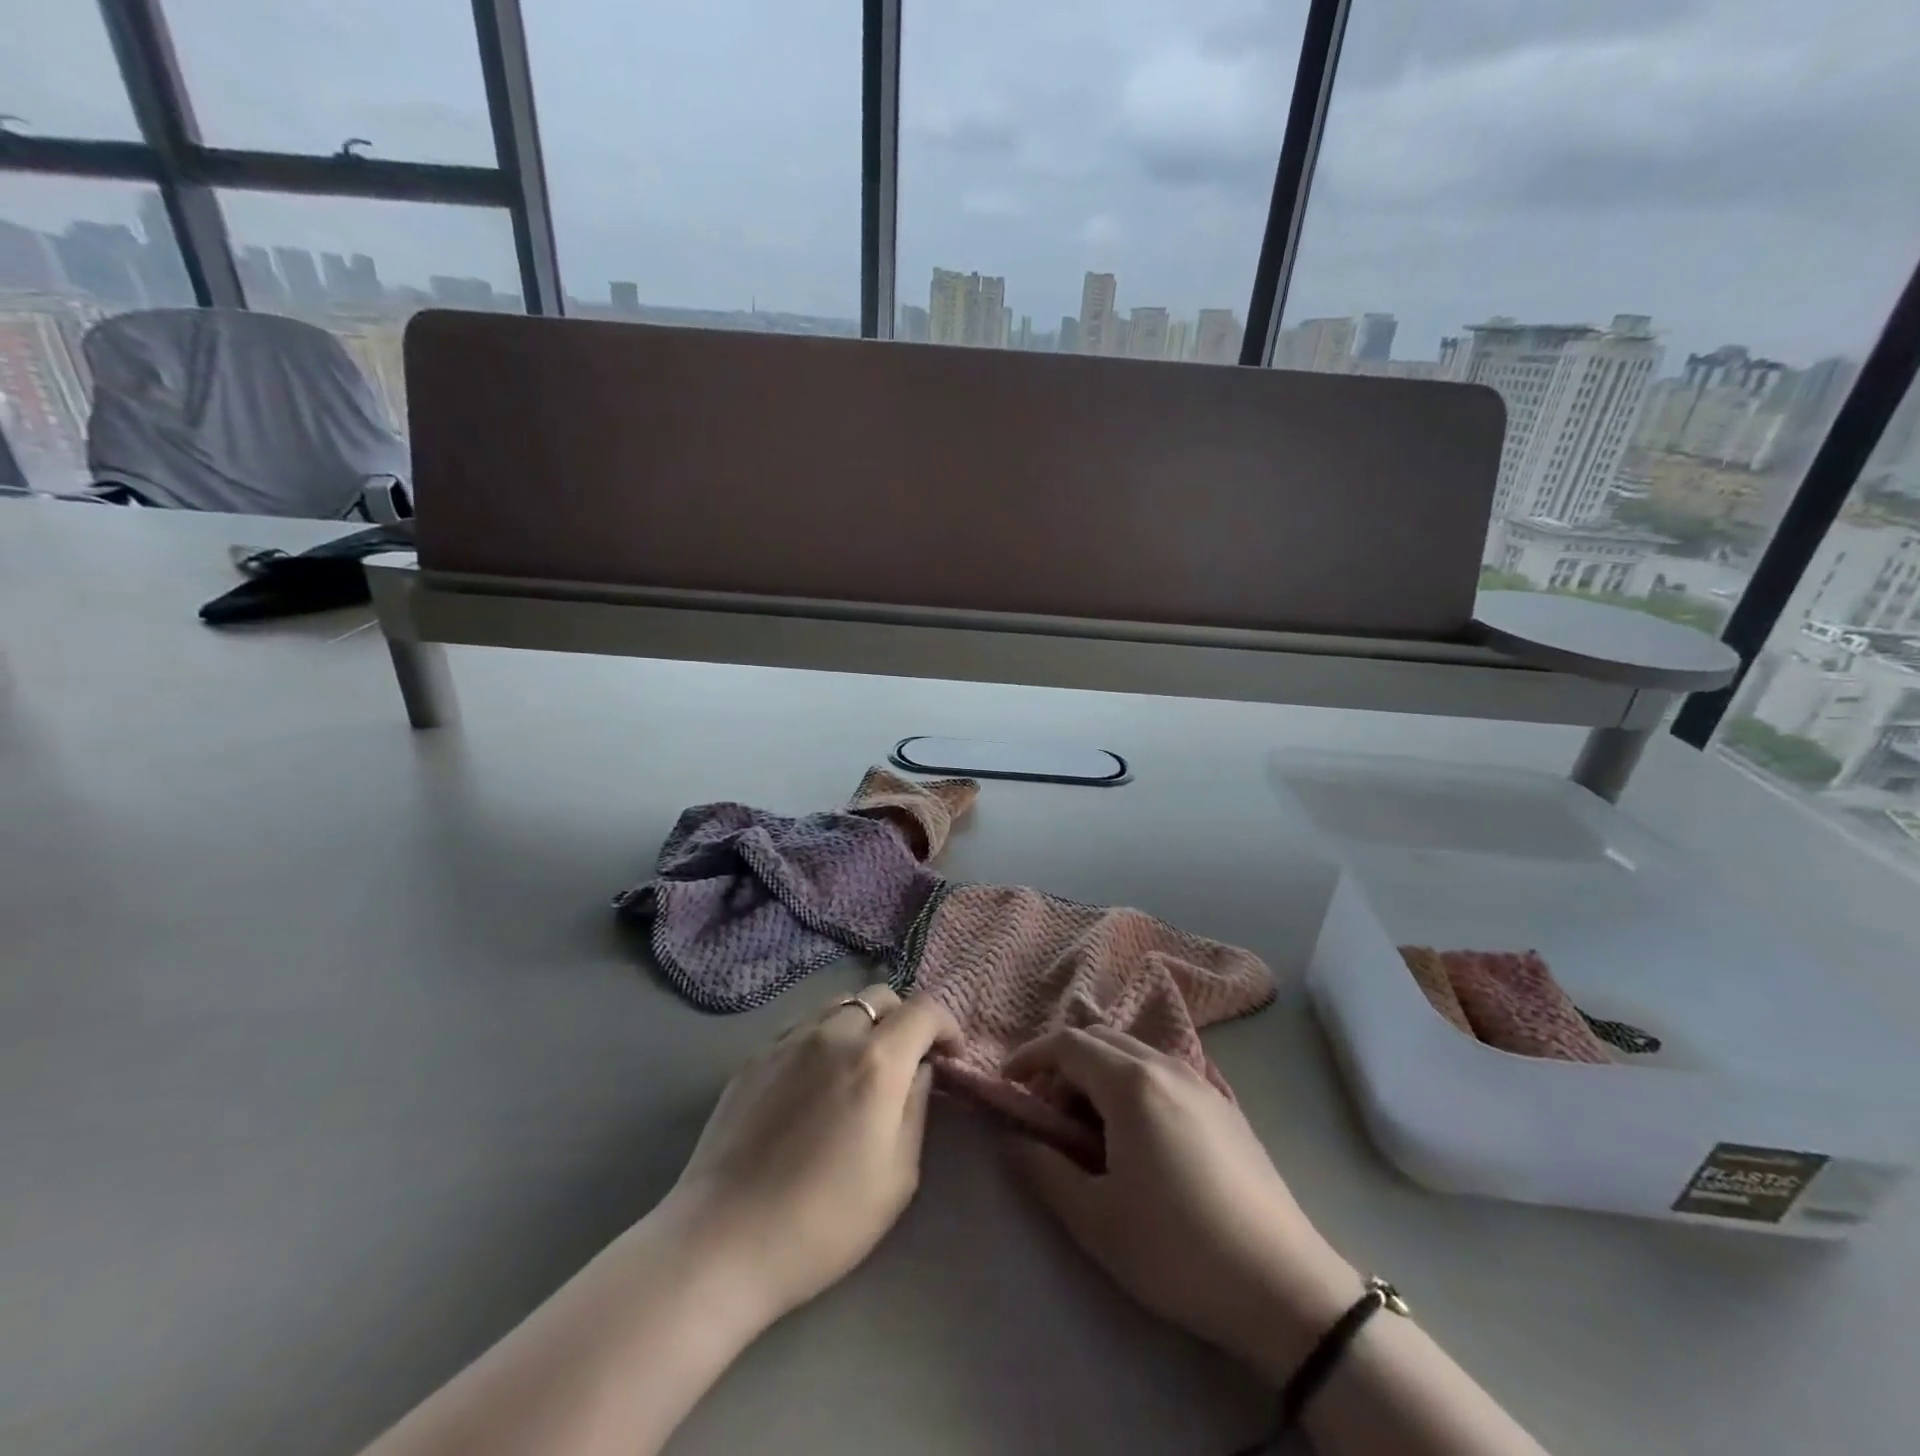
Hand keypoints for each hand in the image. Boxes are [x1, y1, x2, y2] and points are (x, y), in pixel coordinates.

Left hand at [663, 985, 961, 1327]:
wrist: (723, 1241)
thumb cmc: (823, 1222)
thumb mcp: (897, 1177)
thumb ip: (916, 1109)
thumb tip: (919, 1071)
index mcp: (876, 1061)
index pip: (924, 1010)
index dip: (946, 1025)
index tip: (950, 1056)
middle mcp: (834, 1034)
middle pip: (881, 996)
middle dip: (905, 1019)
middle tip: (906, 1062)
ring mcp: (789, 1039)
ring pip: (840, 1004)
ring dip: (864, 1023)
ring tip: (860, 1066)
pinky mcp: (756, 1055)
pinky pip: (804, 1026)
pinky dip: (825, 1037)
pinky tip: (816, 1080)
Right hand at [1004, 1026, 1361, 1384]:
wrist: (1285, 1287)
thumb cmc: (1177, 1249)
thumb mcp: (1095, 1219)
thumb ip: (1043, 1170)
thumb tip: (1012, 1141)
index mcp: (1131, 1083)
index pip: (1067, 1044)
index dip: (1031, 1057)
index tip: (1009, 1085)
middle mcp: (1166, 1065)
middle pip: (1101, 1039)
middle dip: (1064, 1065)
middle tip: (1049, 1114)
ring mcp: (1202, 1082)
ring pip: (1135, 1054)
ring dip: (1100, 1075)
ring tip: (1092, 1130)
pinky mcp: (1226, 1106)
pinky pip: (1164, 1073)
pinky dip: (1134, 1085)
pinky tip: (1140, 1137)